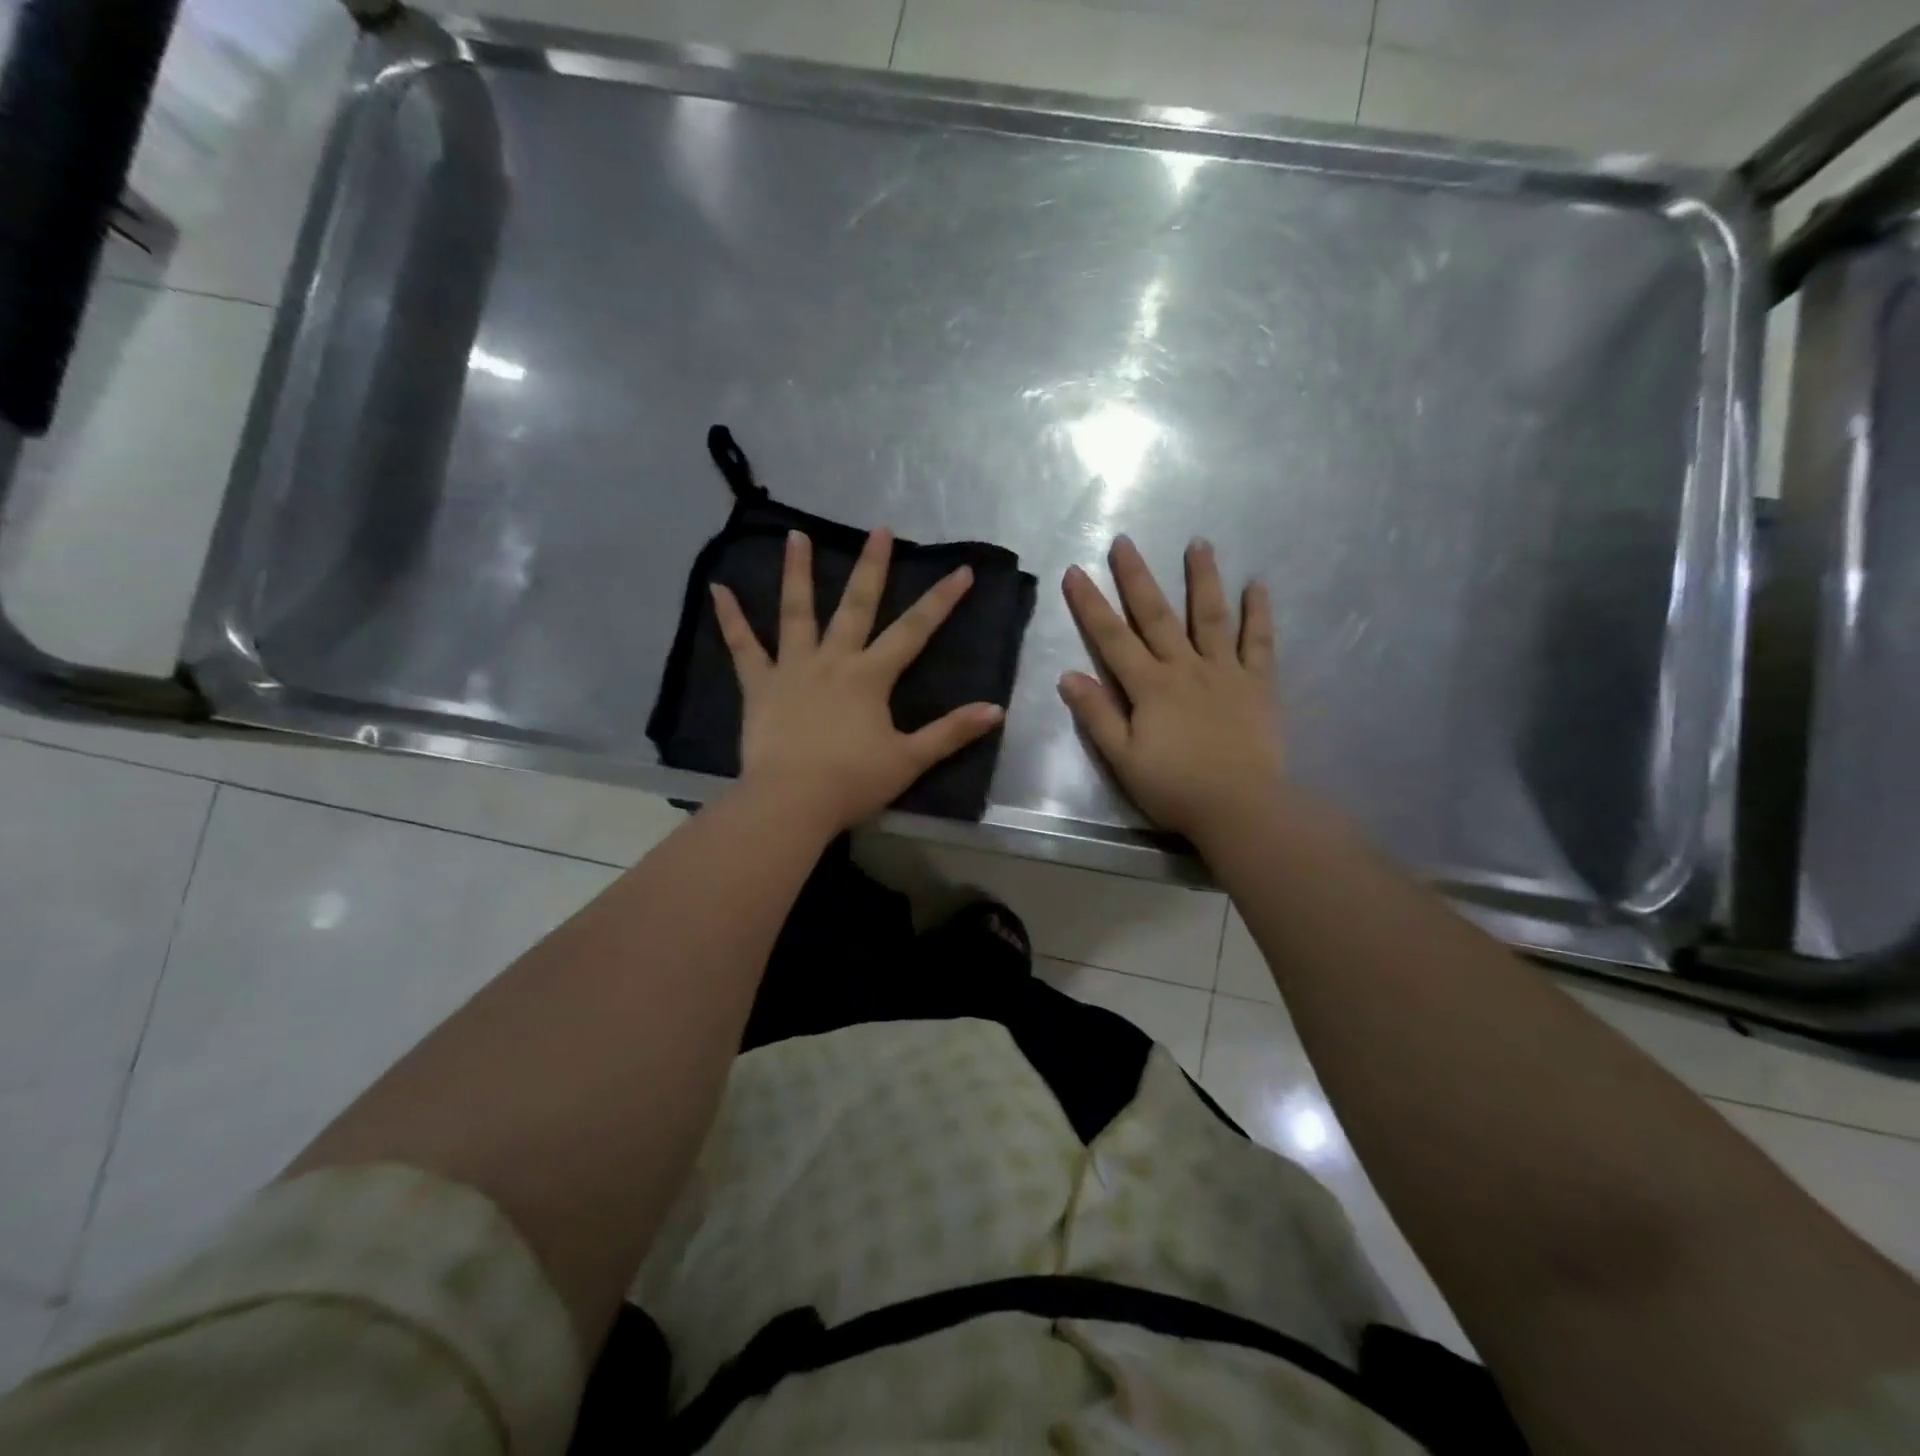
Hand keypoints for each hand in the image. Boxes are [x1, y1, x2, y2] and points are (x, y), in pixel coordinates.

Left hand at [711, 528, 1004, 834]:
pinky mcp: (759, 686)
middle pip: (856, 606)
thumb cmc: (853, 782)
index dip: (941, 601)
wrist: (792, 801)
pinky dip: (730, 619)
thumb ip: (951, 732)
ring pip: (796, 612)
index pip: (914, 631)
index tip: (961, 570)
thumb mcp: (910, 759)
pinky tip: (717, 589)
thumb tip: (996, 709)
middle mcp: (833, 660)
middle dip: (872, 567)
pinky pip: (743, 647)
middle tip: (880, 530)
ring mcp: (792, 669)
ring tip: (796, 534)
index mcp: (871, 677)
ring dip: (797, 572)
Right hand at [1059, 536, 1283, 839]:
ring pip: (1211, 616)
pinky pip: (1259, 641)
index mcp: (1150, 686)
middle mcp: (1186, 668)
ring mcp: (1225, 671)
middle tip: (1125, 541)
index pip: (1112, 638)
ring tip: (1199, 543)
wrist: (1240, 807)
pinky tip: (1258, 584)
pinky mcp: (1259, 683)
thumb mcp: (1122, 758)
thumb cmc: (1174, 788)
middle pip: (1157, 615)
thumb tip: (1068, 675)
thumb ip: (1097, 715)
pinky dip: (1259, 612)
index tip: (1075, 571)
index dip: (1090, 604)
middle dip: (1137, 577)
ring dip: (1203, 578)